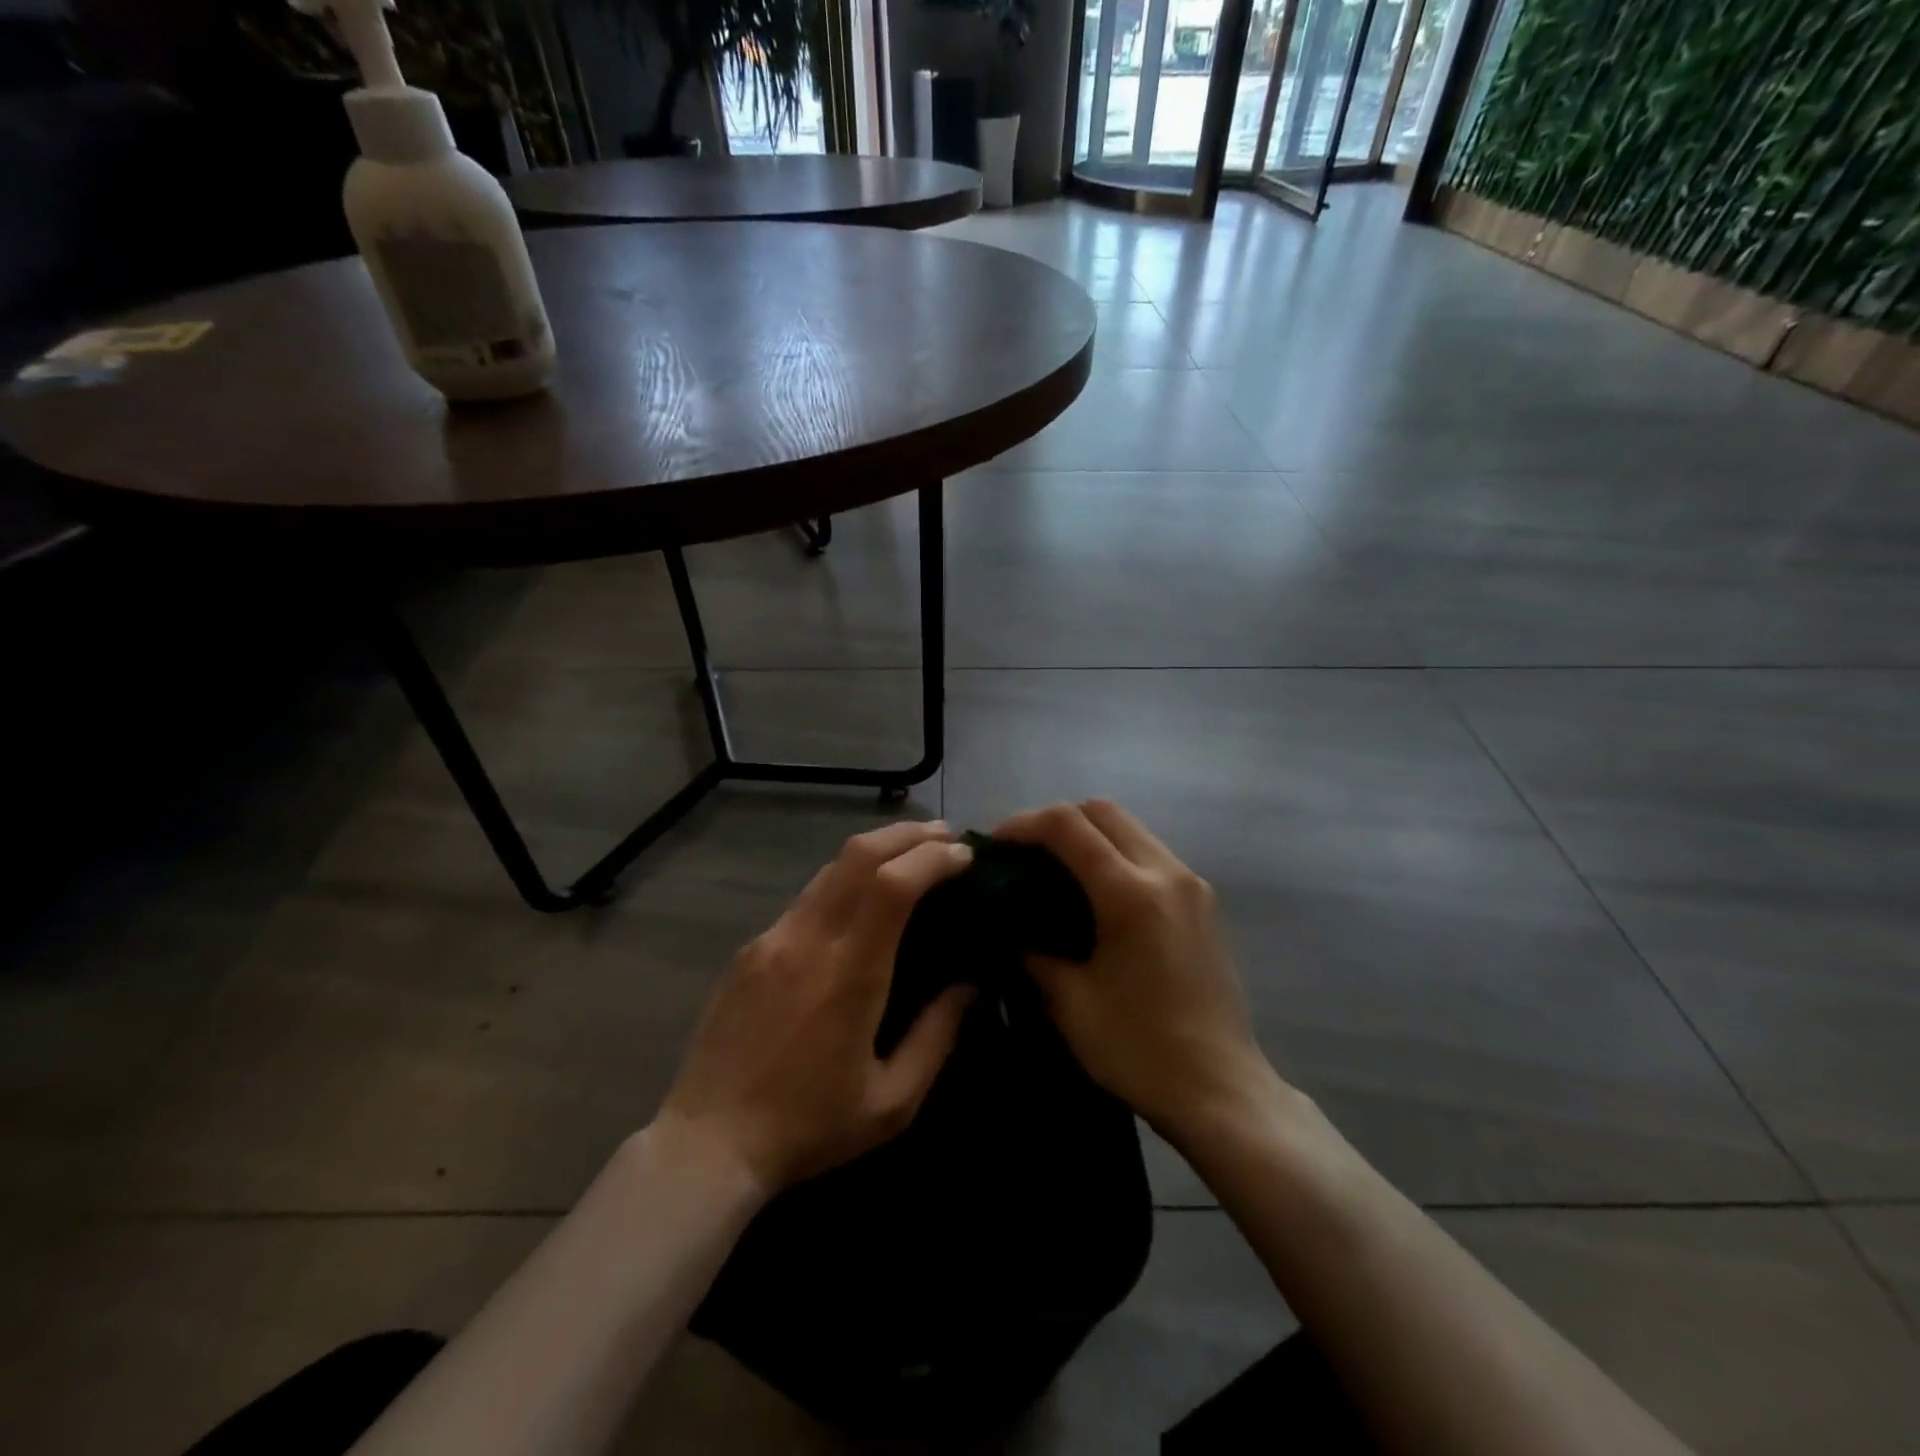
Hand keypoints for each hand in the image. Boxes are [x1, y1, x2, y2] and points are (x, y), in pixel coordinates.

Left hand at [659, 821, 976, 1193]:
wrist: (707, 1144)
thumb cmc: (809, 1128)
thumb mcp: (893, 1102)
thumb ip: (939, 1036)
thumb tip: (970, 984)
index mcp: (848, 975)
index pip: (892, 884)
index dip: (932, 858)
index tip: (964, 855)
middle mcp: (807, 940)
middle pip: (859, 854)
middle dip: (908, 834)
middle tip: (946, 835)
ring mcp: (772, 938)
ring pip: (830, 868)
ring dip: (877, 850)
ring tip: (911, 856)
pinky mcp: (750, 949)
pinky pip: (807, 898)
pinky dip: (846, 882)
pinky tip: (861, 903)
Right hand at [995, 800, 1284, 1147]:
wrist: (1221, 1090)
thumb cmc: (1139, 1050)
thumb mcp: (1070, 1002)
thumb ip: (1033, 951)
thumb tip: (1009, 926)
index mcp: (1130, 893)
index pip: (1067, 825)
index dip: (1023, 824)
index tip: (994, 845)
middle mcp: (1166, 872)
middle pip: (1103, 810)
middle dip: (1056, 820)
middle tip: (1024, 853)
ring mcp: (1191, 883)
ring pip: (1130, 827)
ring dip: (1088, 834)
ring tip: (1056, 869)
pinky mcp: (1204, 901)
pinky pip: (1150, 853)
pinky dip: (1116, 854)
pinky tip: (1096, 893)